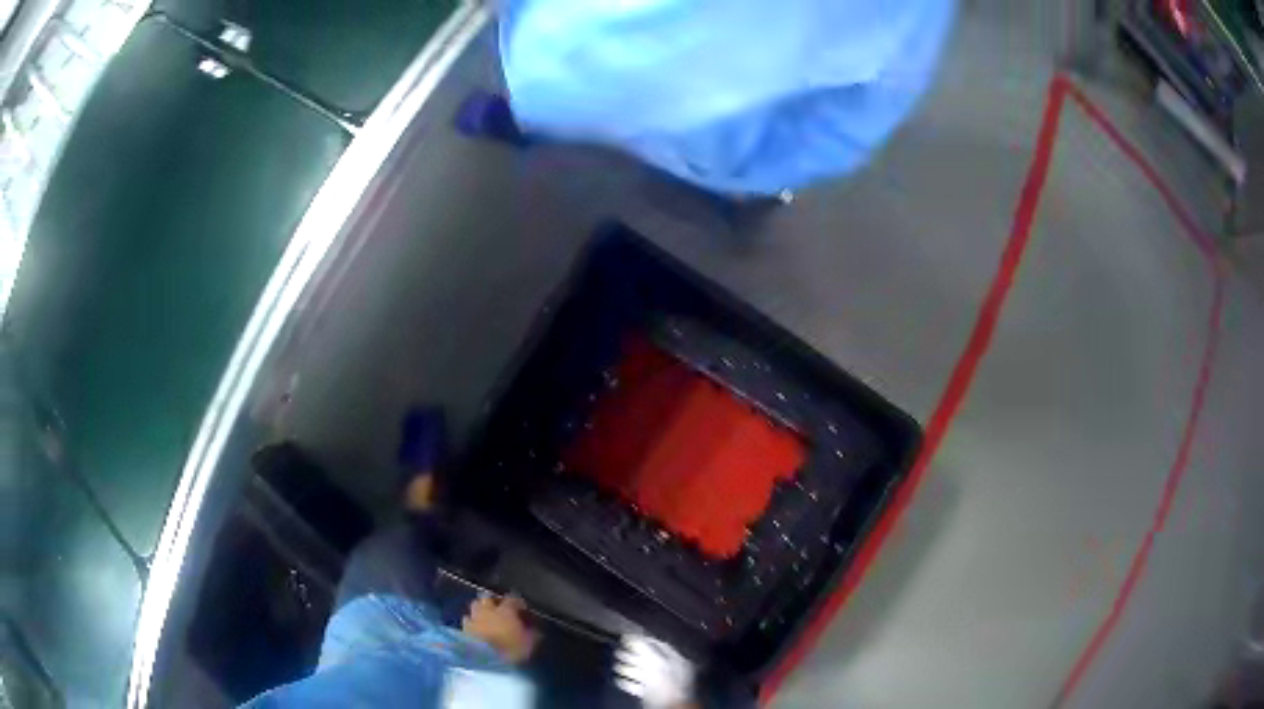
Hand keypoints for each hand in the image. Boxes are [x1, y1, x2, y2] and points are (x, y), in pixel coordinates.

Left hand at [461, 594, 538, 663]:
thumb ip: (533, 634)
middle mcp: (487, 610)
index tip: (522, 608)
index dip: (517, 602)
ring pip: (475, 607)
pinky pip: (467, 621)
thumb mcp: (529, 644)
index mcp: (505, 610)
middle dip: (492, 601)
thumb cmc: (510, 650)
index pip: (512, 599)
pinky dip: (472, 623)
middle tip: (499, 609)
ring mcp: (473, 618)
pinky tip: (476, 629)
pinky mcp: (463, 629)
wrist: (483, 660)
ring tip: (485, 618)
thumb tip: (536, 629)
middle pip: (487, 598)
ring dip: (480, 611)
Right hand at [614, 635, 695, 708]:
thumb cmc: (664, 683)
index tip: (628, 638)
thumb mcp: (655, 662)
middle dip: (632, 655)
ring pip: (643, 673)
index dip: (643, 640)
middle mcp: (670, 671)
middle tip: (617, 651)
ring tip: (614, 665)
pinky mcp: (652, 694)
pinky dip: (628, 682)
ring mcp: (661, 683)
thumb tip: (632, 636)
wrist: (666, 706)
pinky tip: (618, 680)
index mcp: (676, 660)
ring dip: (628, 668)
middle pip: (649, 659)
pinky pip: (639, 686)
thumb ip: (644, 648)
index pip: (659, 645)